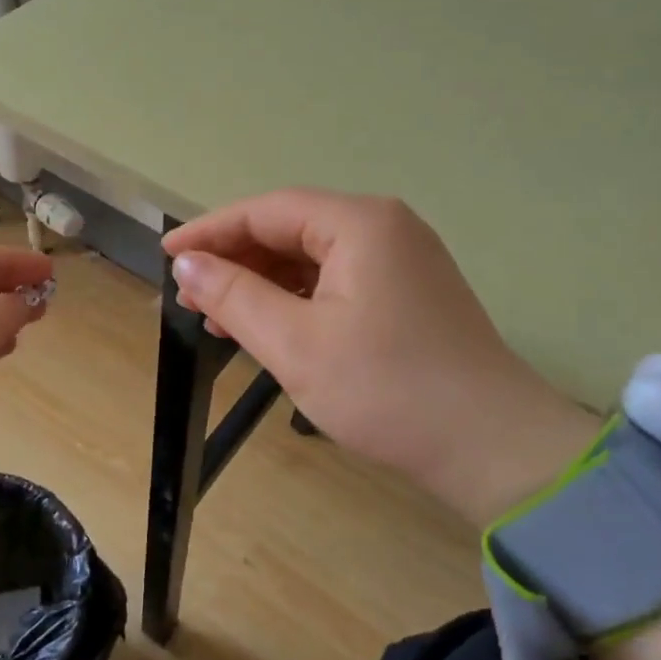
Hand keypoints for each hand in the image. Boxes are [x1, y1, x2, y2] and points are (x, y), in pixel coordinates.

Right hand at [163, 190, 597, 524]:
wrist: (493, 448)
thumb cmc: (387, 390)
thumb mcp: (296, 344)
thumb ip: (235, 296)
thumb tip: (188, 265)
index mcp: (360, 223)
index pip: (268, 210)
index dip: (211, 231)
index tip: (167, 256)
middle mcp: (385, 228)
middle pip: (292, 230)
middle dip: (237, 260)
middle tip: (190, 294)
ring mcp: (402, 261)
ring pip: (314, 259)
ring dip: (264, 284)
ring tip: (219, 316)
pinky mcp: (409, 295)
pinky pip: (338, 283)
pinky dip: (297, 301)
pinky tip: (269, 328)